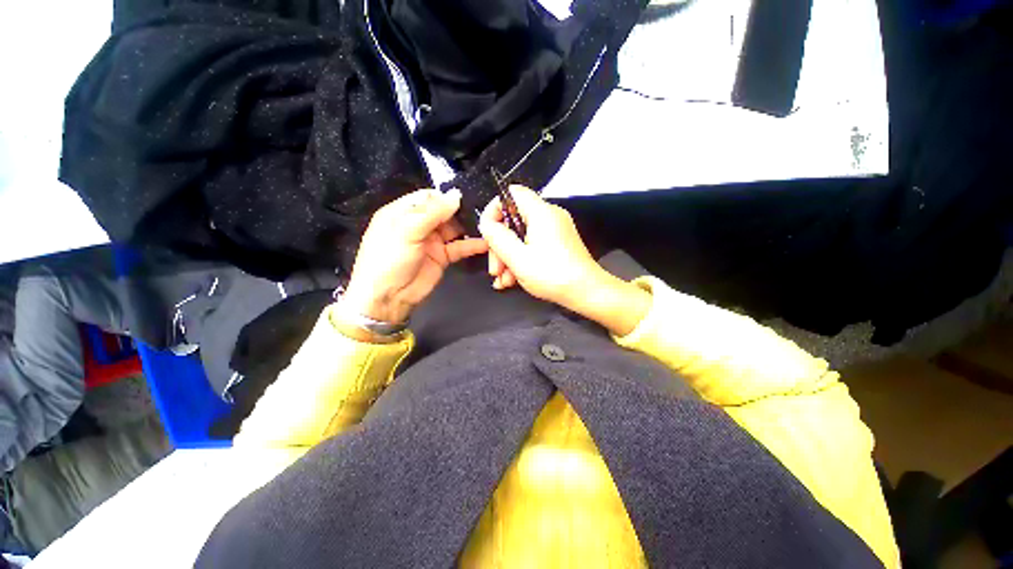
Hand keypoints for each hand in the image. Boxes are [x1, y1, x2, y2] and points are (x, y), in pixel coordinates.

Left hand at [341, 189, 488, 323]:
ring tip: (488, 225)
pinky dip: (472, 245)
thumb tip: (456, 195)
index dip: (446, 197)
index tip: (466, 198)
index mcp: (403, 212)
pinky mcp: (442, 257)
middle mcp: (419, 224)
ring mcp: (432, 241)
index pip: (428, 197)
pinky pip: (459, 247)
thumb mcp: (407, 230)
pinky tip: (486, 243)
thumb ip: (432, 212)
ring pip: (454, 228)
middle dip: (461, 211)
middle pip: (444, 212)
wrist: (388, 298)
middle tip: (482, 210)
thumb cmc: (389, 259)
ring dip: (469, 227)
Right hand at [478, 186, 650, 334]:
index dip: (495, 209)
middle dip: (500, 245)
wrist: (587, 292)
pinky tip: (512, 281)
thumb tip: (486, 223)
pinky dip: (521, 260)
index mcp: (541, 212)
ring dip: (508, 258)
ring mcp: (555, 231)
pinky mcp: (558, 245)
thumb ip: (497, 237)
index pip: (512, 193)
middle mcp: (550, 217)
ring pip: (522, 236)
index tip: (487, 232)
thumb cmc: (552, 274)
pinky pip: (533, 245)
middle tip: (494, 269)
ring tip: (502, 281)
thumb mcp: (517, 257)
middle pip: (514, 220)